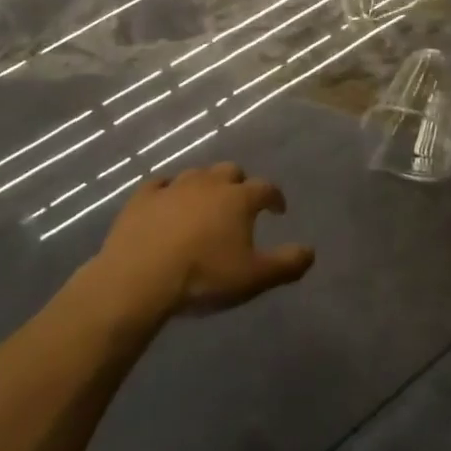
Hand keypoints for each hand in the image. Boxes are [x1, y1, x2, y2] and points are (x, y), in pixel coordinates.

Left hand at [93, 163, 314, 318]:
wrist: (139, 277)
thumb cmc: (203, 276)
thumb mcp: (253, 278)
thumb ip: (286, 264)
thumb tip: (311, 252)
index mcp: (239, 198)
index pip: (266, 188)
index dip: (275, 197)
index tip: (278, 209)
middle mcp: (209, 182)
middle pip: (231, 172)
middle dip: (239, 184)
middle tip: (239, 204)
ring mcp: (174, 186)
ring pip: (197, 175)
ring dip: (205, 186)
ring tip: (205, 205)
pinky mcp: (143, 196)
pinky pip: (160, 184)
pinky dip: (168, 191)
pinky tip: (167, 201)